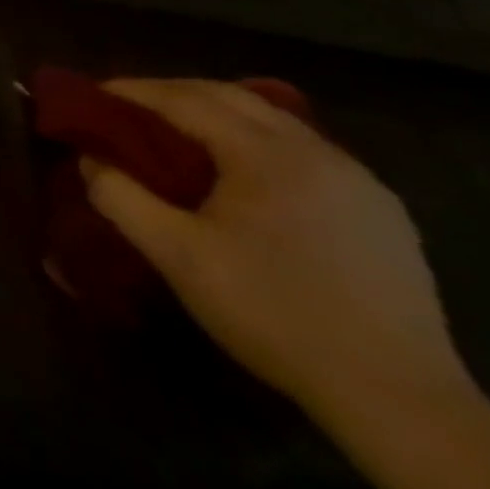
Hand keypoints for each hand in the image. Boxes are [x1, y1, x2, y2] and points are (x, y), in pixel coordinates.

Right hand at [83, 79, 470, 422]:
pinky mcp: (382, 212)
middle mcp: (316, 152)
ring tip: (182, 131)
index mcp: (266, 155)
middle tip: (130, 104)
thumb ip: (121, 198)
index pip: (187, 100)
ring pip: (275, 121)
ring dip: (220, 113)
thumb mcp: (177, 256)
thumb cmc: (273, 313)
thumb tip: (91, 160)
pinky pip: (306, 151)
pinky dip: (260, 141)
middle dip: (175, 92)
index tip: (95, 92)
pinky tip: (246, 172)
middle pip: (233, 97)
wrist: (398, 398)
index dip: (136, 91)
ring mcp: (358, 180)